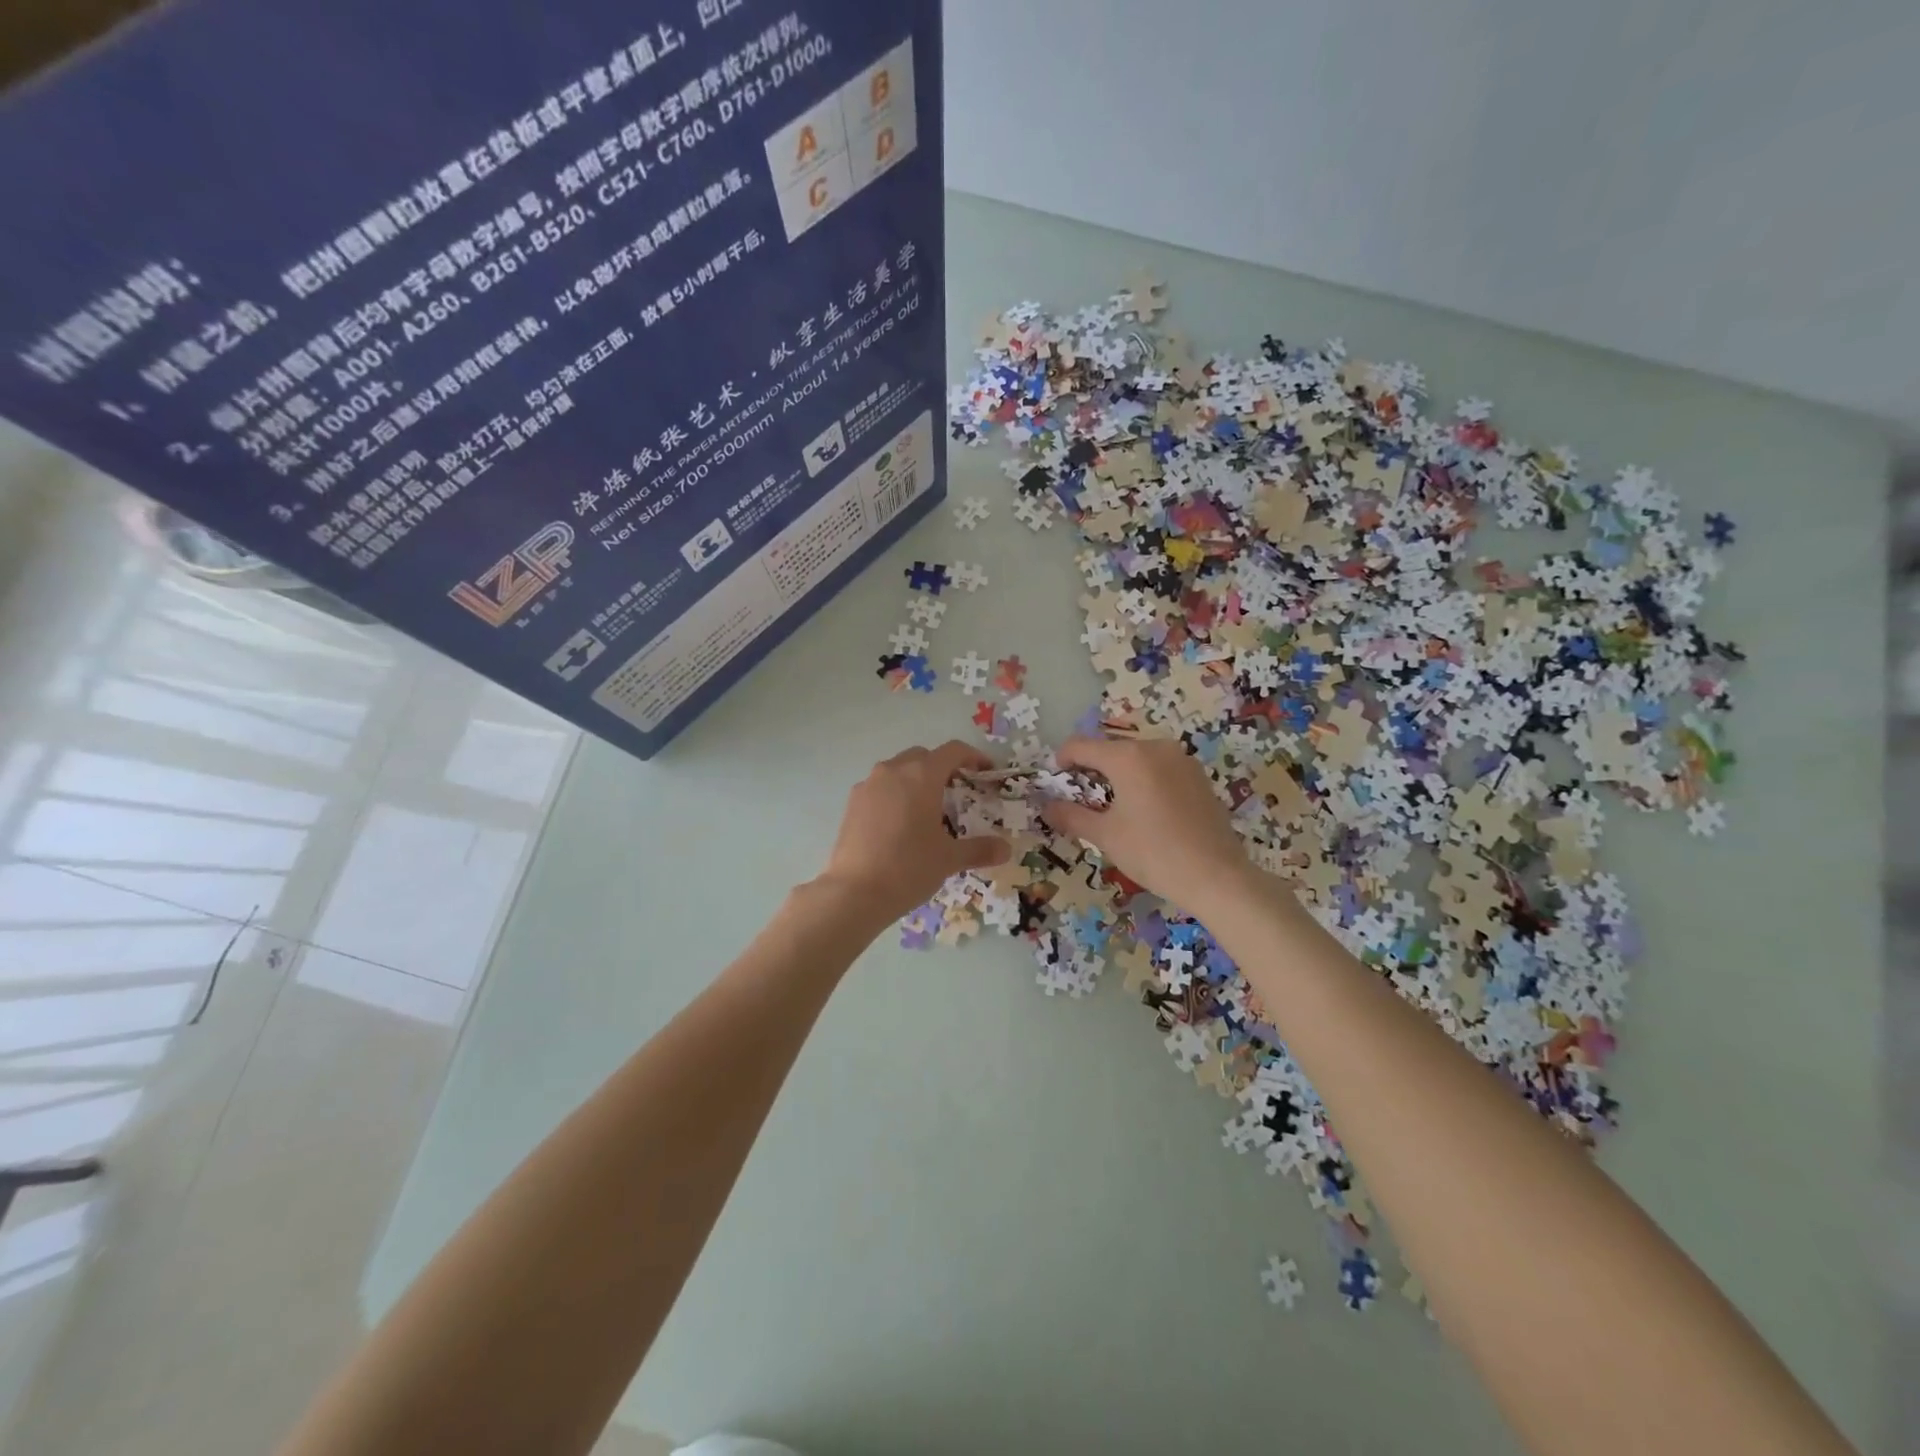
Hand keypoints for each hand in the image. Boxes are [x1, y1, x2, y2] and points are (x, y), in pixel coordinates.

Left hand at [816, 741, 1009, 924]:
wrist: (854, 891)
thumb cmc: (909, 868)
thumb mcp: (949, 859)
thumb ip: (979, 849)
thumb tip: (1006, 850)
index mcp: (921, 776)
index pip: (952, 751)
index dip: (973, 757)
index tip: (985, 770)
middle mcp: (893, 771)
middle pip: (923, 756)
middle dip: (942, 767)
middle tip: (957, 791)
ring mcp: (868, 785)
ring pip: (898, 770)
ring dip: (915, 779)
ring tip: (927, 808)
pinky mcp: (852, 803)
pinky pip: (880, 787)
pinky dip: (895, 794)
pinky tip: (900, 823)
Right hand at [1041, 735, 1255, 913]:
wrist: (1217, 876)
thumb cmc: (1153, 853)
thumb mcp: (1105, 836)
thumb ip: (1071, 815)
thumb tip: (1046, 806)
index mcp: (1128, 757)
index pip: (1081, 746)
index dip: (1063, 760)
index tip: (1056, 781)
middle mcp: (1155, 747)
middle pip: (1110, 749)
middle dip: (1092, 769)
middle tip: (1083, 799)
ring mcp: (1181, 759)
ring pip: (1137, 758)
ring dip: (1119, 774)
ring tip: (1114, 806)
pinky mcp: (1198, 776)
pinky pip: (1160, 768)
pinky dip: (1144, 780)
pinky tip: (1146, 811)